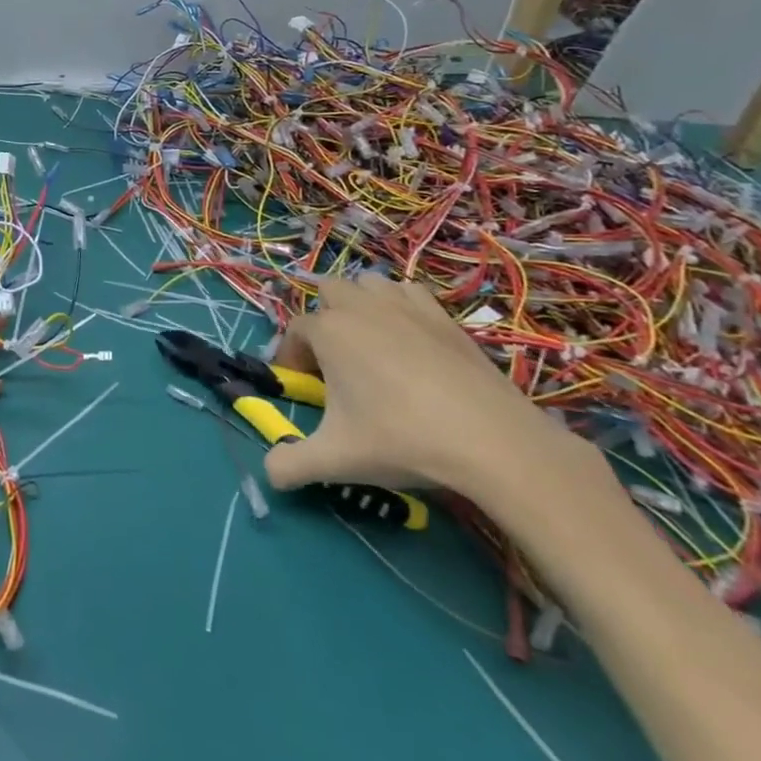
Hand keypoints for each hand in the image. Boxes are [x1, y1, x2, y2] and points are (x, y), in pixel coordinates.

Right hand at [263, 273, 572, 499]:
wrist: (491, 440)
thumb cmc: (401, 439)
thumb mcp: (336, 460)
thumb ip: (290, 465)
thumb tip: (269, 475)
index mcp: (328, 331)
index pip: (295, 332)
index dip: (292, 357)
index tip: (303, 388)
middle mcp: (360, 306)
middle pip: (329, 291)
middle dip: (323, 319)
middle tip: (334, 362)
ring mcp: (404, 306)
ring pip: (368, 285)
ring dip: (360, 305)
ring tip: (369, 345)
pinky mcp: (442, 316)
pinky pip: (408, 294)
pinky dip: (400, 307)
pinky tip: (409, 340)